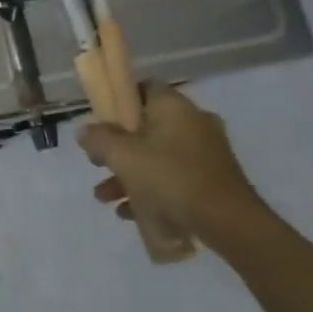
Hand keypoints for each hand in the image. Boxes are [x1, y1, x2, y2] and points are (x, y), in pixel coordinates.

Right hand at [79, 84, 268, 244]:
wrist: (227, 223)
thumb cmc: (170, 178)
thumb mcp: (122, 156)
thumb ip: (98, 139)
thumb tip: (85, 130)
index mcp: (175, 109)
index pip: (144, 88)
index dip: (118, 100)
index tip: (98, 120)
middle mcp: (193, 124)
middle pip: (145, 126)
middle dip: (116, 146)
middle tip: (96, 162)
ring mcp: (205, 154)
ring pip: (155, 156)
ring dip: (126, 174)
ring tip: (105, 197)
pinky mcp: (210, 181)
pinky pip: (171, 178)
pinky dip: (148, 190)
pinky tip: (129, 212)